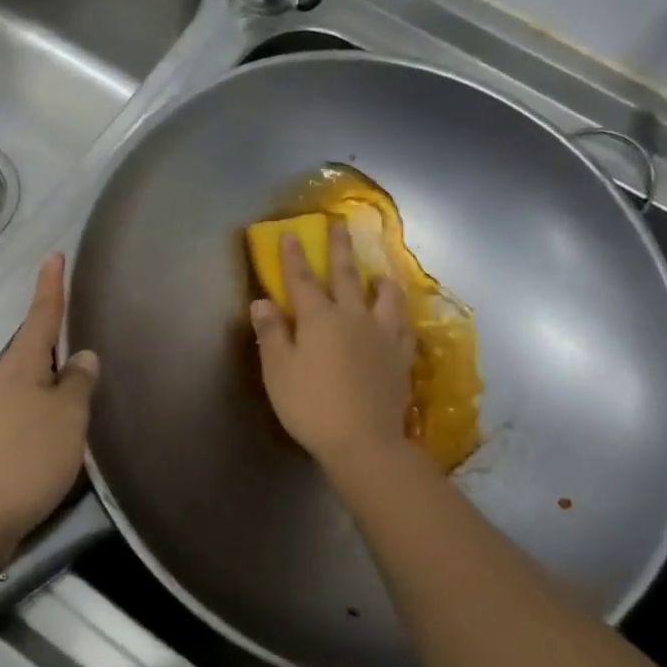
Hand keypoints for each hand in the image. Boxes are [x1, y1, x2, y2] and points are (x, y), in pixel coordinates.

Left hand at [0, 253, 98, 562]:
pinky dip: (39, 405)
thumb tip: (82, 357)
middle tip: (81, 331)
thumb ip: (78, 383)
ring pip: (25, 380)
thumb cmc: (27, 458)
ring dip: (48, 376)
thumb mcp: (67, 418)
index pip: (40, 315)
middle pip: (30, 348)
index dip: (50, 286)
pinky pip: (19, 406)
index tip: (53, 256)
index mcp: (18, 365)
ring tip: (77, 383)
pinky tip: (55, 424)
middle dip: (53, 338)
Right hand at [251, 221, 414, 473]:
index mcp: (319, 318)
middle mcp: (353, 317)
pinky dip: (400, 315)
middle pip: (346, 276)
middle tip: (339, 226)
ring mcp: (383, 336)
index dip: (294, 256)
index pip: (302, 279)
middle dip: (339, 250)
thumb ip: (272, 333)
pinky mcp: (401, 357)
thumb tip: (261, 302)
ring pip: (386, 297)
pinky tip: (399, 316)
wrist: (363, 440)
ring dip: (380, 280)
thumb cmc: (311, 405)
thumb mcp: (278, 371)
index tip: (291, 233)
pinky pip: (404, 327)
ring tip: (379, 274)